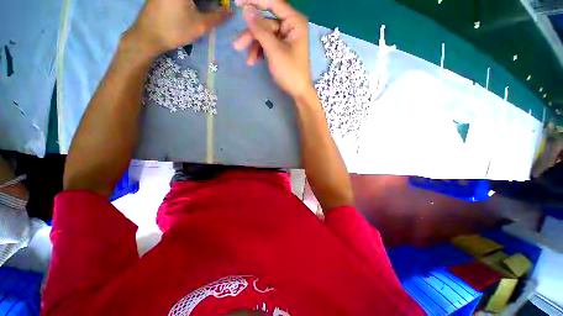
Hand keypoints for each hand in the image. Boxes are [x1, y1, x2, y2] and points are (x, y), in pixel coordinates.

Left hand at [125, 0, 230, 56]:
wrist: (148, 35)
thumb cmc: (175, 29)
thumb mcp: (200, 25)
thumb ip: (217, 17)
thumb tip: (229, 12)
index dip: (217, 2)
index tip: (223, 8)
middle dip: (210, 3)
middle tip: (216, 11)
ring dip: (202, 3)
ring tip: (207, 11)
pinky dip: (192, 3)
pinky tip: (193, 10)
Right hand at [233, 0, 312, 98]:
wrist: (298, 92)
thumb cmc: (290, 72)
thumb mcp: (274, 51)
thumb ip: (260, 29)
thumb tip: (246, 9)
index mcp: (294, 22)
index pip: (272, 3)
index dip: (254, 1)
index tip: (236, 3)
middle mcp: (290, 26)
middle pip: (266, 23)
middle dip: (252, 35)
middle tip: (237, 46)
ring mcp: (286, 37)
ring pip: (264, 34)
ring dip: (254, 46)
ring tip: (248, 60)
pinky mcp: (282, 47)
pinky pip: (267, 43)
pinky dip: (260, 51)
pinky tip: (254, 61)